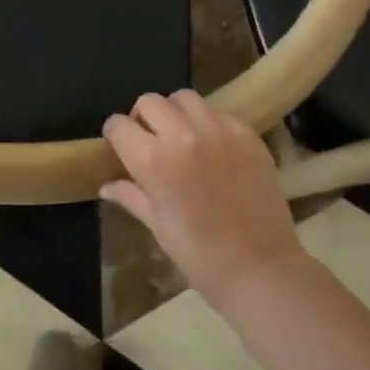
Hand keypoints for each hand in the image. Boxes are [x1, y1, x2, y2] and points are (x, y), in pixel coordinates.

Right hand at [102, 90, 306, 304]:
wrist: (263, 271)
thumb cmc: (201, 256)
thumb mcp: (158, 226)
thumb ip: (131, 196)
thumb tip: (106, 186)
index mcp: (154, 161)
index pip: (118, 125)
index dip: (115, 135)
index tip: (121, 148)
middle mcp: (183, 136)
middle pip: (149, 102)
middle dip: (142, 118)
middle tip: (151, 141)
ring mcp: (219, 132)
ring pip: (184, 98)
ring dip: (175, 112)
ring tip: (182, 136)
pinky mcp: (247, 135)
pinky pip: (218, 112)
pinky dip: (208, 122)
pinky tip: (212, 146)